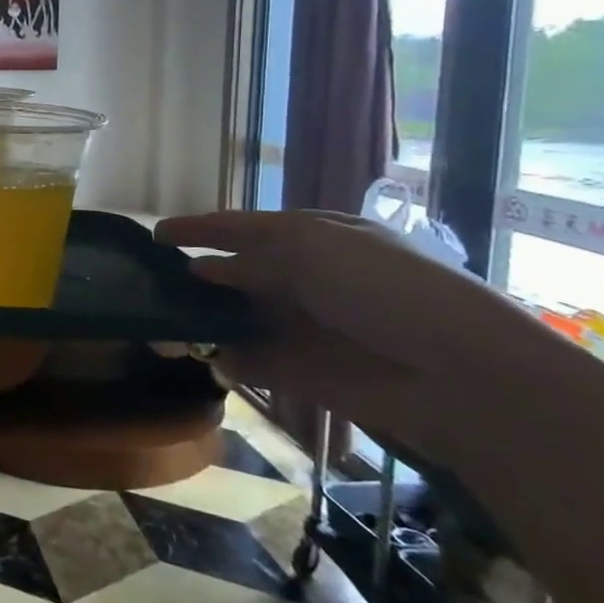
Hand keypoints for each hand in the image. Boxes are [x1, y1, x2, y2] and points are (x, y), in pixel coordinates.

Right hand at [154, 209, 565, 458]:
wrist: (460, 375)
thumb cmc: (387, 289)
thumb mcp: (313, 250)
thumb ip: (248, 258)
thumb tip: (200, 268)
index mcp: (310, 238)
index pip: (240, 227)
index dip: (198, 228)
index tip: (153, 234)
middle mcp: (300, 278)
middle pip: (230, 273)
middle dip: (189, 276)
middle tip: (143, 282)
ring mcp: (297, 326)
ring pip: (231, 317)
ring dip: (196, 319)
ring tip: (156, 323)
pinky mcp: (296, 371)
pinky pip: (244, 360)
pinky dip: (218, 357)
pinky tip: (194, 354)